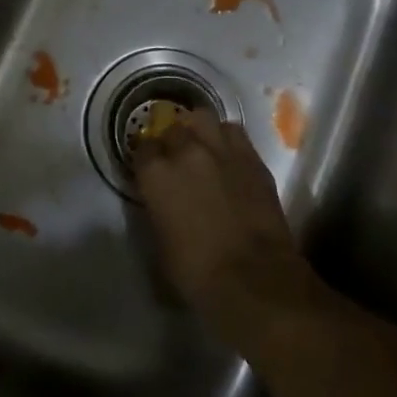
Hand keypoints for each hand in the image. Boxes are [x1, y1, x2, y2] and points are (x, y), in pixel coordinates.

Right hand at [130, 110, 321, 343]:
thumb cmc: (196, 272)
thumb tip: (162, 199)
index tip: (149, 169)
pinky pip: (234, 134)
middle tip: (176, 158)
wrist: (254, 277)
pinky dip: (226, 139)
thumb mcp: (160, 242)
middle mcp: (187, 151)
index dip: (146, 159)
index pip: (143, 148)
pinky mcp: (253, 157)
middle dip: (172, 139)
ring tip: (202, 146)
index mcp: (156, 175)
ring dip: (199, 130)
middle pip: (174, 127)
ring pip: (204, 119)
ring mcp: (223, 150)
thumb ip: (158, 208)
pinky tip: (228, 156)